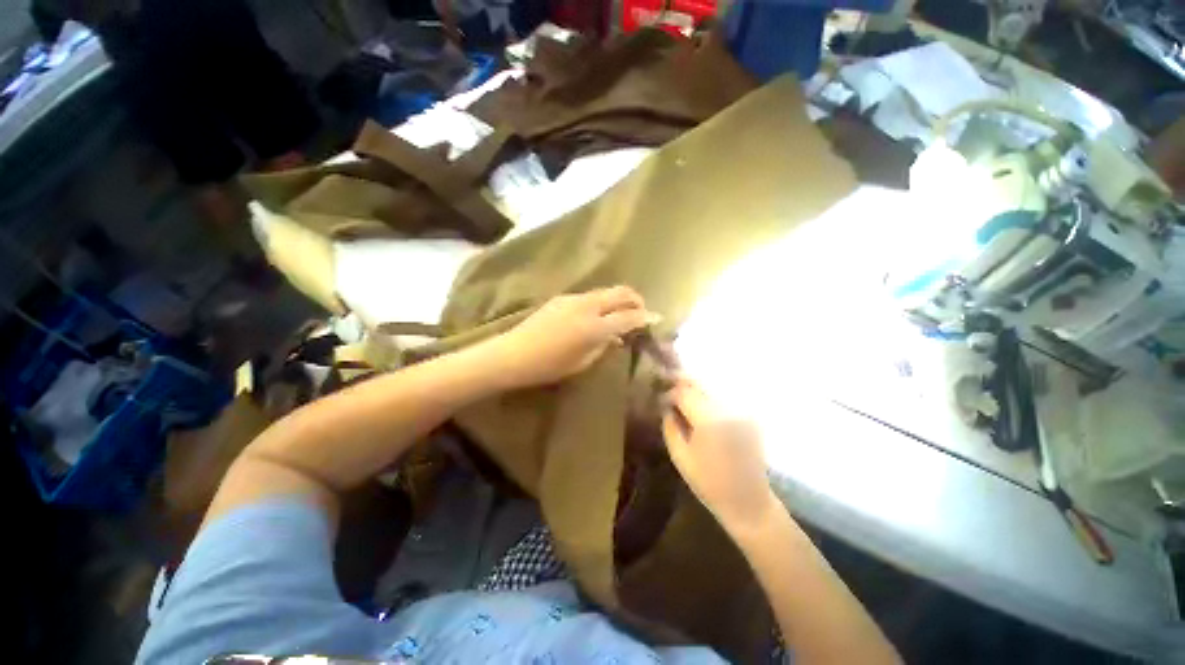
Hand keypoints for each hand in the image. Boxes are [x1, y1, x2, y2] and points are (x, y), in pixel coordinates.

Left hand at [491, 286, 656, 388]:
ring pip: (605, 292)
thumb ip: (603, 346)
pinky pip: (590, 296)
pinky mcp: (562, 298)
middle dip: (636, 300)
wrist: (514, 354)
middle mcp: (587, 306)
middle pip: (620, 293)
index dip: (645, 317)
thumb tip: (618, 336)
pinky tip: (598, 316)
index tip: (656, 318)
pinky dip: (602, 303)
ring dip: (618, 300)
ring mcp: (573, 299)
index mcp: (594, 327)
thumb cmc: (549, 366)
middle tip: (642, 310)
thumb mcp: (582, 362)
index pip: (628, 317)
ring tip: (621, 314)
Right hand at [662, 381, 778, 534]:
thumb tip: (665, 406)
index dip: (669, 392)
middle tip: (666, 383)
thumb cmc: (710, 484)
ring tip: (680, 393)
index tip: (660, 399)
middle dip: (681, 381)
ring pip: (712, 387)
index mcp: (709, 421)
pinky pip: (723, 398)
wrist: (749, 502)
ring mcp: (741, 411)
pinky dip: (708, 396)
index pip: (684, 393)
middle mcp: (728, 409)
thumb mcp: (680, 457)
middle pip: (700, 383)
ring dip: (695, 387)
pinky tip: (699, 404)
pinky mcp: (748, 416)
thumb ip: (670, 426)